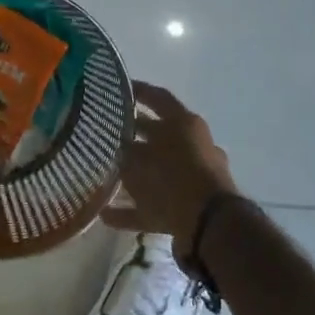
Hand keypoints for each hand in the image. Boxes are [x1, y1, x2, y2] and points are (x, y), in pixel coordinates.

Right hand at [104, 81, 241, 247]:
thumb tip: (115, 144)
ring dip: (133, 174)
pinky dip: (132, 210)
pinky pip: (154, 206)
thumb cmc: (172, 177)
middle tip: (104, 132)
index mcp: (184, 124)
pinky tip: (106, 215)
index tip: (115, 89)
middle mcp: (192, 147)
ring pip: (157, 171)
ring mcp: (192, 179)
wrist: (210, 225)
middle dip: (132, 134)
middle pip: (157, 135)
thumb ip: (124, 148)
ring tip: (104, 174)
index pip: (158, 98)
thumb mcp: (140, 157)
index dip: (137, 91)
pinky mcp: (187, 210)